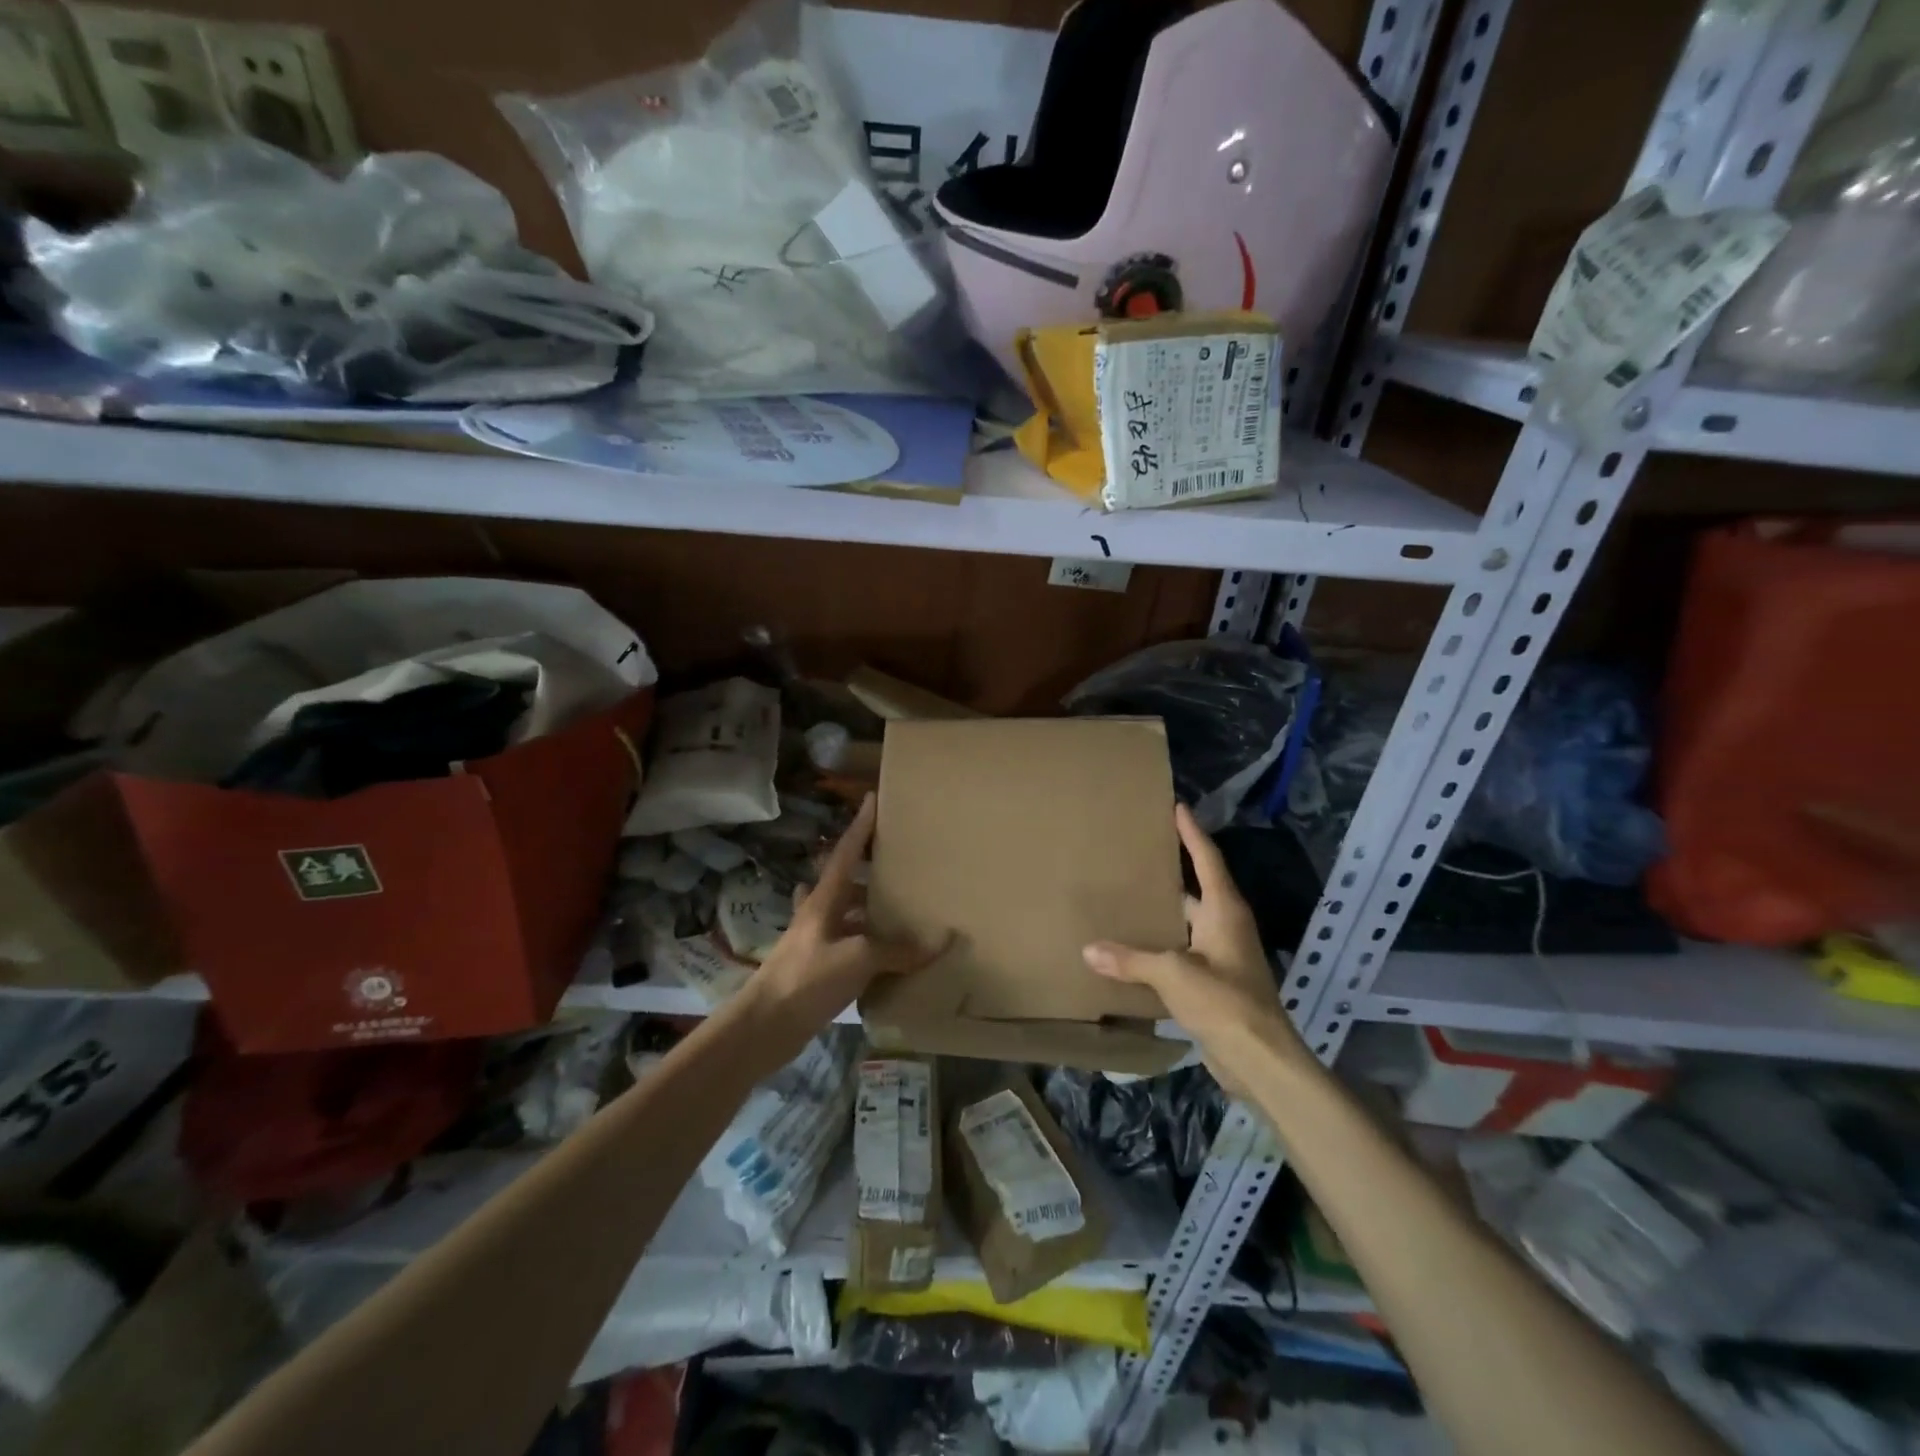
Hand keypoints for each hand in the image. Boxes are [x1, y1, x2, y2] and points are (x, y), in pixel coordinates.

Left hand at [737, 794, 942, 1064]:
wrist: (764, 1026)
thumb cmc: (807, 978)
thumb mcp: (858, 958)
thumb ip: (898, 949)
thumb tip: (942, 940)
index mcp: (824, 900)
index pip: (845, 852)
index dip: (860, 826)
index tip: (872, 797)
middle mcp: (817, 913)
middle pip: (842, 880)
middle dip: (864, 867)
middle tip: (894, 859)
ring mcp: (814, 941)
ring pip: (844, 913)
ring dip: (864, 907)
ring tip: (896, 904)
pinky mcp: (815, 967)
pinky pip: (847, 945)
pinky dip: (865, 944)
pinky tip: (883, 954)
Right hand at [1082, 804, 1309, 1090]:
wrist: (1260, 1060)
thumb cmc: (1224, 1002)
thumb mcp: (1173, 974)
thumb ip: (1130, 960)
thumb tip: (1088, 950)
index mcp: (1224, 911)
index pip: (1207, 860)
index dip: (1192, 833)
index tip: (1177, 807)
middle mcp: (1226, 927)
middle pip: (1197, 890)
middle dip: (1172, 872)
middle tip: (1137, 854)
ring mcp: (1222, 957)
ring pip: (1187, 924)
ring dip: (1163, 913)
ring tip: (1127, 898)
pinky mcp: (1215, 984)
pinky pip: (1183, 953)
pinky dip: (1161, 946)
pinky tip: (1134, 949)